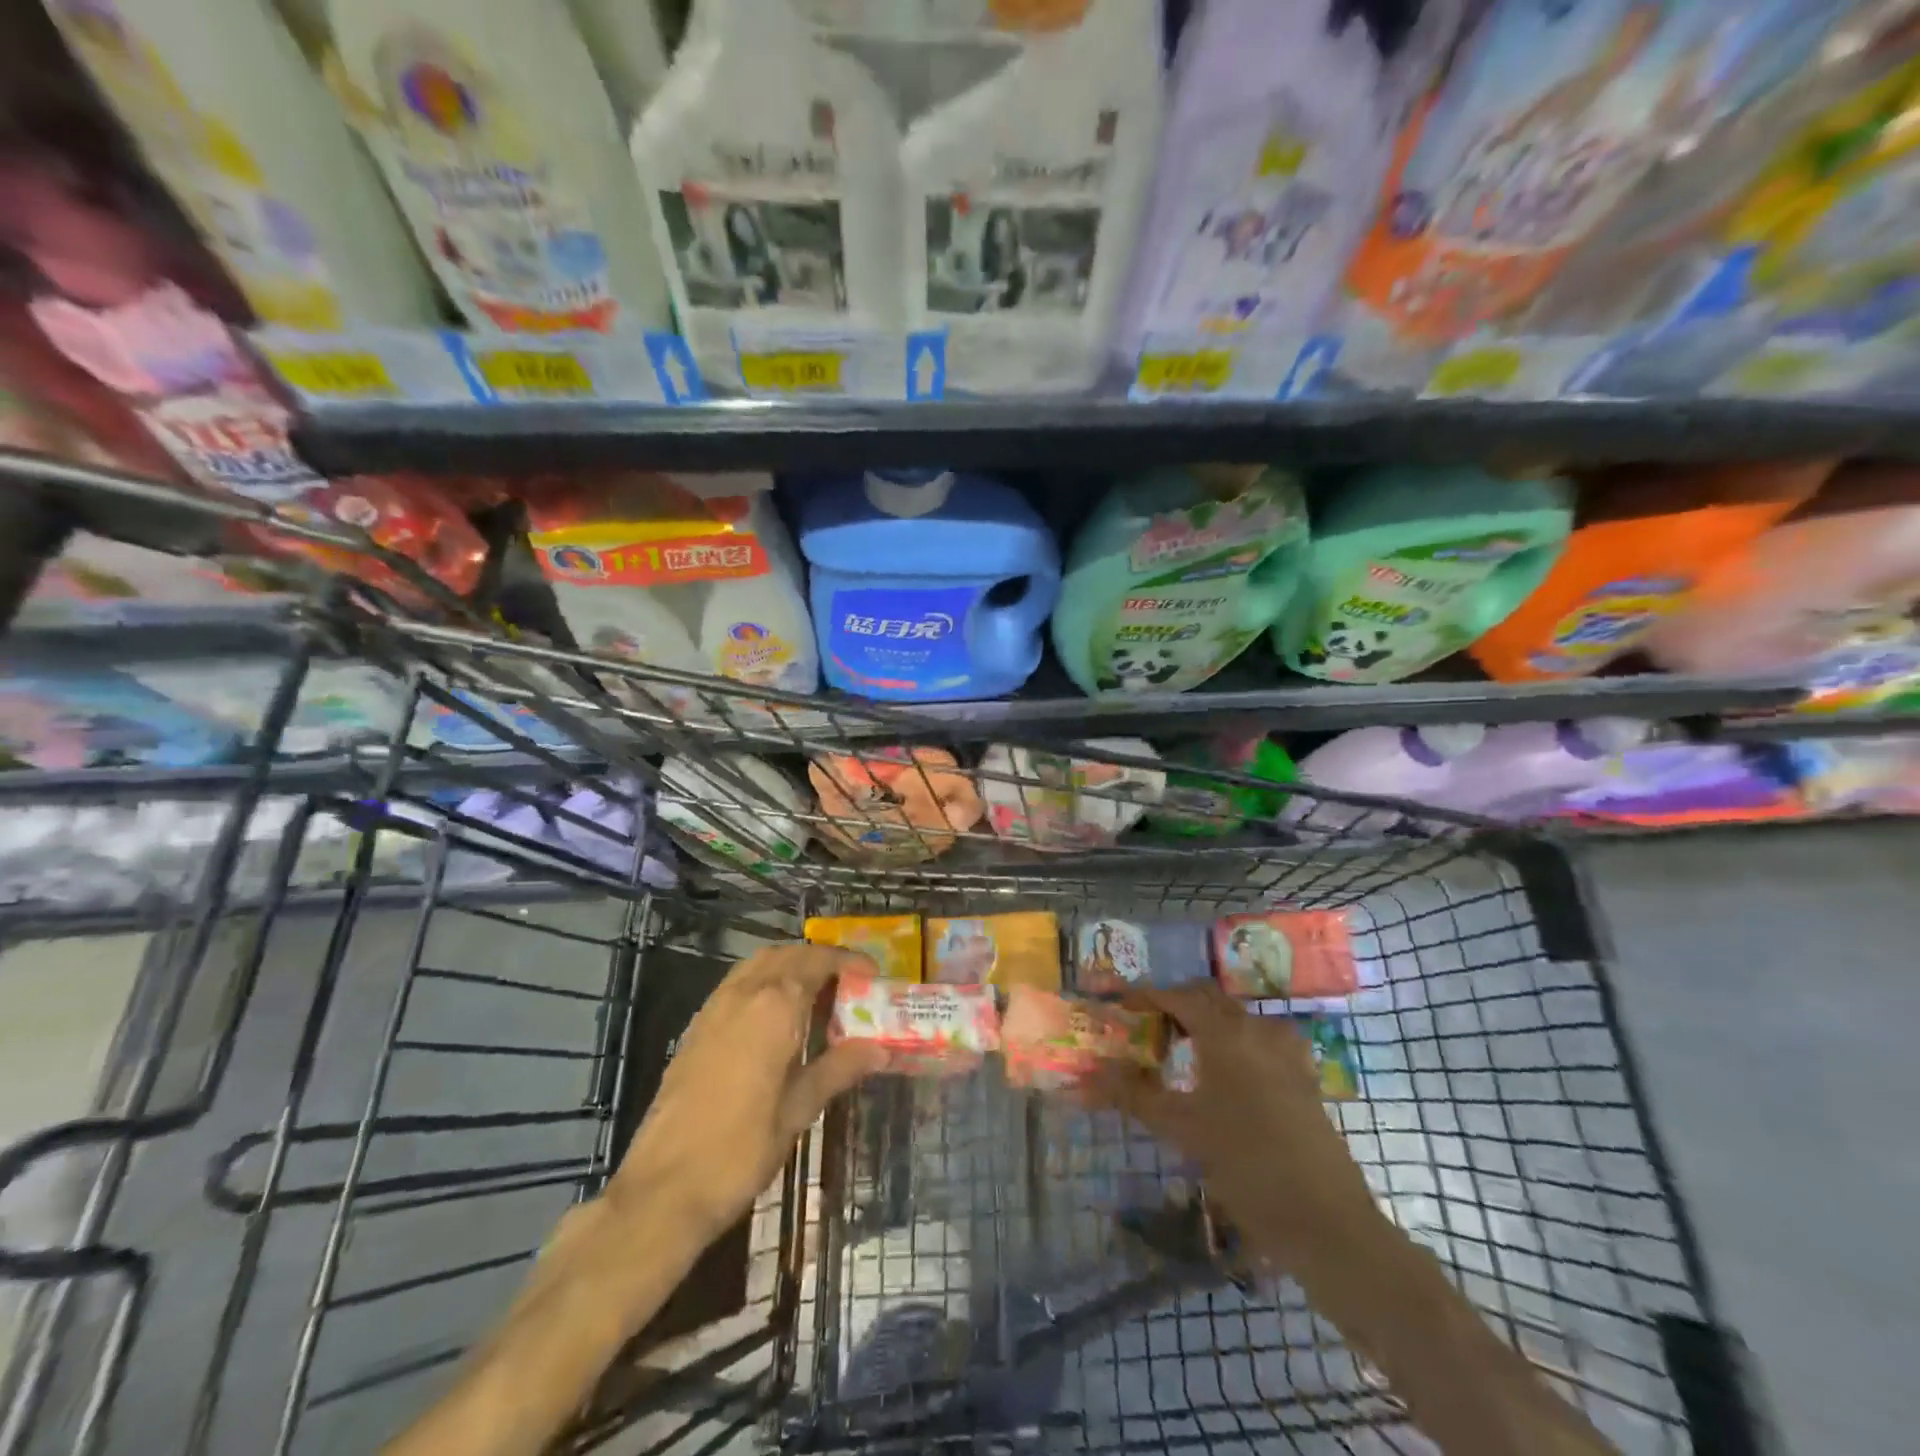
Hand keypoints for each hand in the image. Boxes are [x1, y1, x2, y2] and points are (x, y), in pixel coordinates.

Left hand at [613, 944, 887, 1241]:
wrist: (663, 1189)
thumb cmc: (741, 1149)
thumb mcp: (799, 1109)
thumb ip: (839, 1069)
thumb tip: (879, 1050)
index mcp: (775, 1007)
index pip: (817, 962)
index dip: (847, 962)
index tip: (871, 973)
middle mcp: (744, 994)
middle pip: (787, 955)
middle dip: (819, 959)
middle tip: (847, 982)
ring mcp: (714, 1008)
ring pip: (758, 965)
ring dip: (789, 966)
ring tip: (816, 995)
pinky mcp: (695, 1028)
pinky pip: (737, 985)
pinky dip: (763, 983)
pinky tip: (776, 1019)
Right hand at [1080, 983, 1376, 1263]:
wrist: (1327, 1221)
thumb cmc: (1247, 1167)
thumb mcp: (1182, 1130)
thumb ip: (1134, 1095)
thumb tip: (1088, 1076)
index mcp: (1225, 1033)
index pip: (1177, 996)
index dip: (1145, 996)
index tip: (1120, 1007)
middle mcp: (1257, 1029)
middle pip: (1209, 998)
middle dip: (1175, 1005)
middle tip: (1147, 1029)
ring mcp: (1286, 1051)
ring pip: (1236, 1017)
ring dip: (1205, 1022)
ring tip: (1181, 1050)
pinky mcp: (1304, 1076)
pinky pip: (1261, 1039)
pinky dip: (1235, 1042)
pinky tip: (1226, 1074)